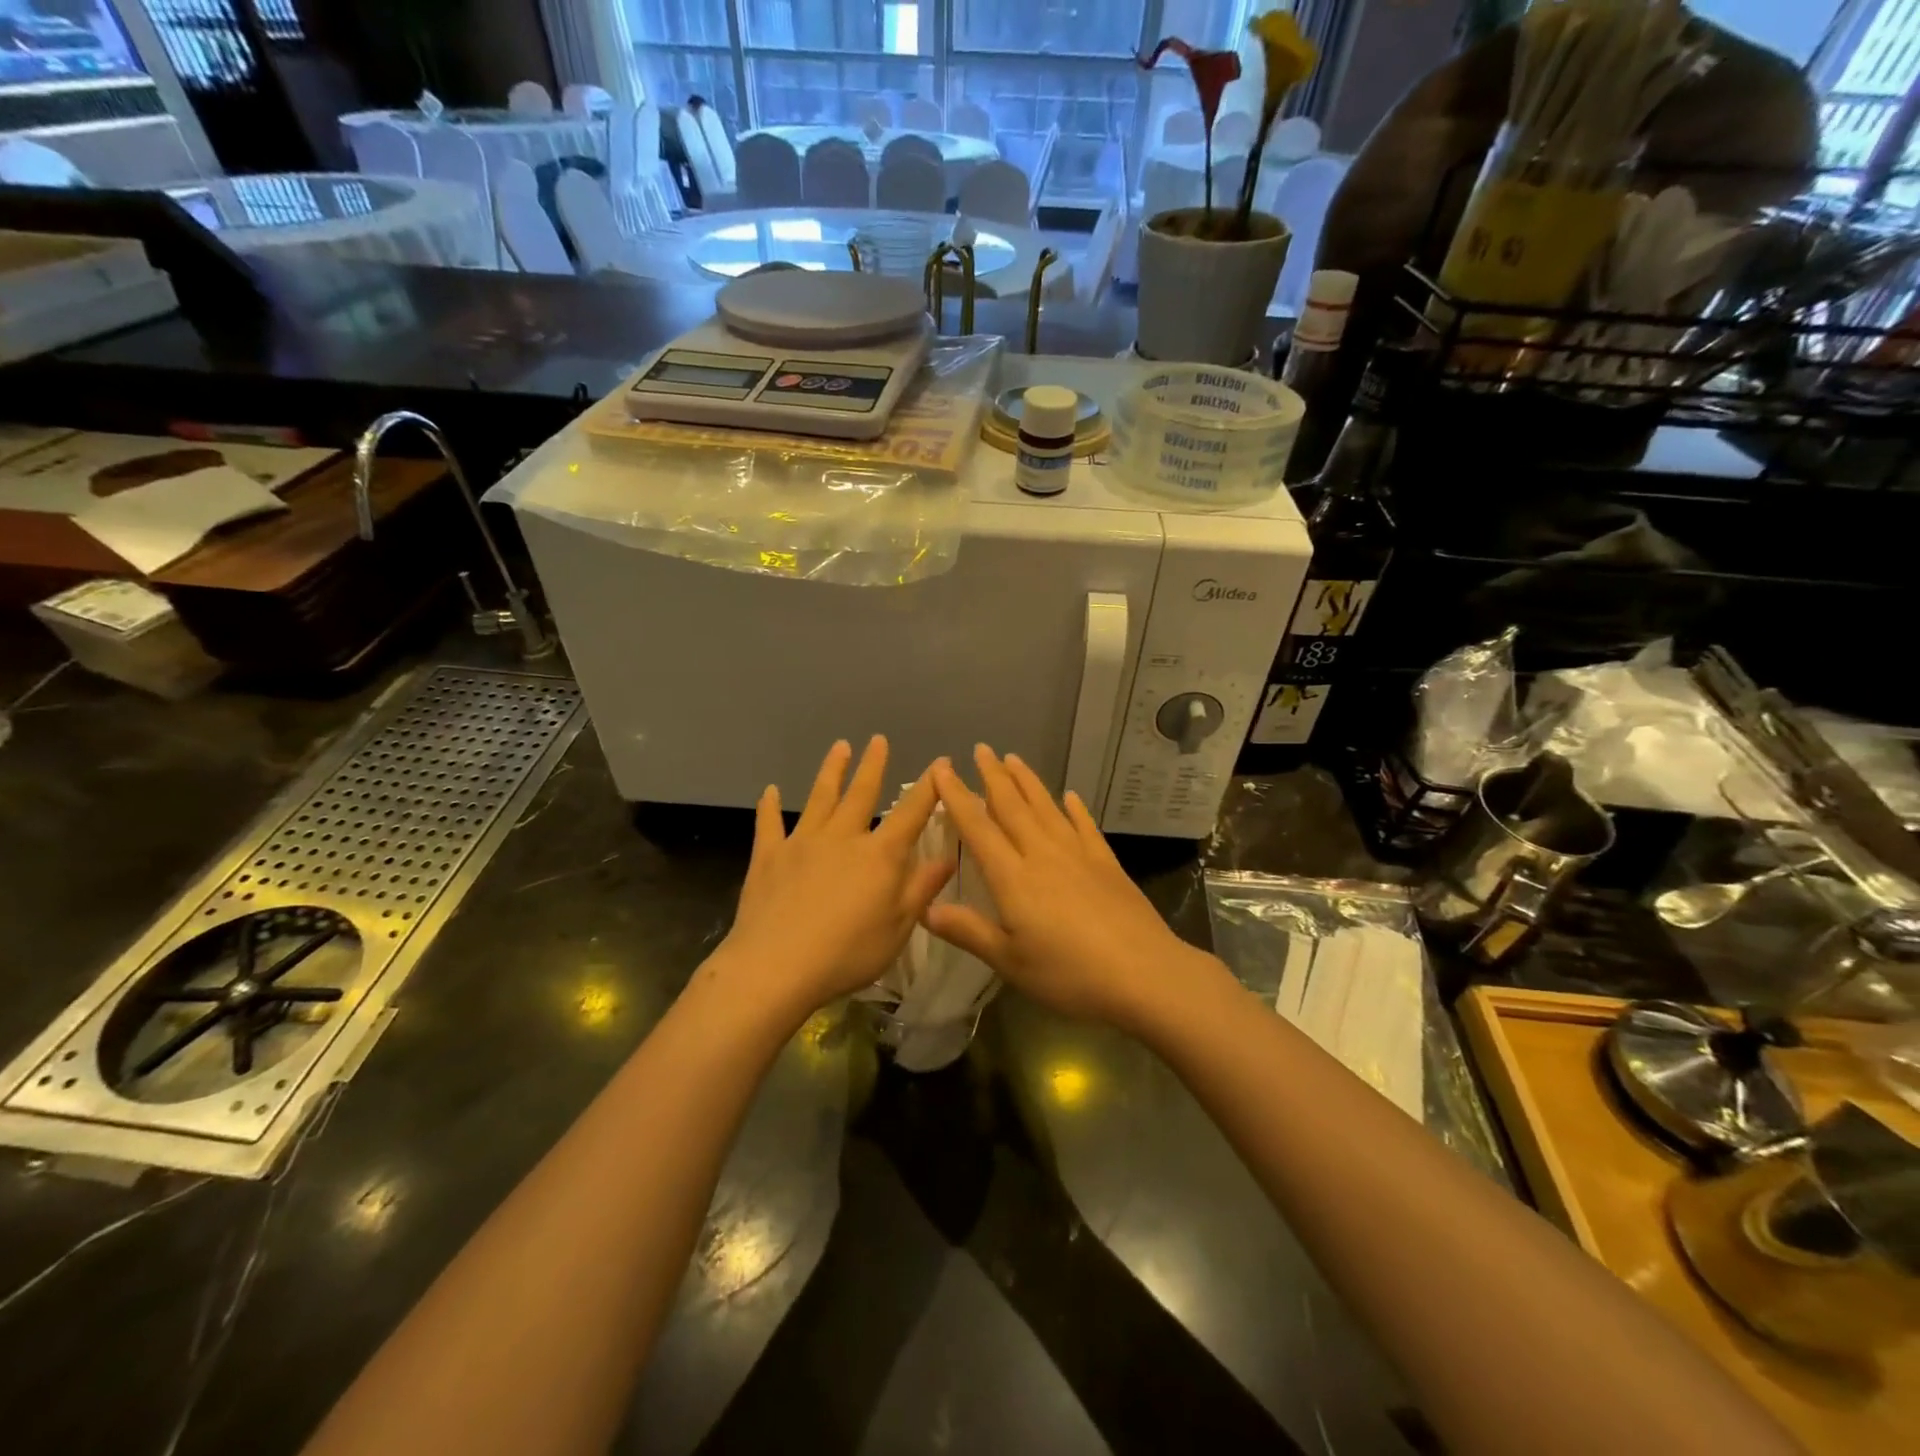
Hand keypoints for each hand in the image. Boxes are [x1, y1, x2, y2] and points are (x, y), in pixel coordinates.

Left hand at [721, 736, 953, 1016]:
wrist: (776, 966)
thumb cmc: (847, 953)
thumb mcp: (898, 928)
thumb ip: (922, 888)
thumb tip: (948, 856)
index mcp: (879, 855)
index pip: (911, 813)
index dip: (928, 787)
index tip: (940, 763)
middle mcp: (842, 837)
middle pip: (861, 794)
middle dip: (873, 765)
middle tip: (878, 739)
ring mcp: (802, 843)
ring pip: (819, 798)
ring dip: (831, 771)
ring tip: (839, 747)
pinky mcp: (769, 857)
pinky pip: (769, 824)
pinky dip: (770, 807)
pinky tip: (770, 791)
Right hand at [926, 745, 1222, 1031]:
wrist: (1144, 973)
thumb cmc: (1069, 973)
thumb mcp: (1010, 961)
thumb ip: (968, 931)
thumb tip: (925, 908)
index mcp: (1013, 877)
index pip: (978, 828)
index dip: (957, 797)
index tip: (942, 769)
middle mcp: (1042, 854)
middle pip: (1013, 807)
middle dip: (993, 776)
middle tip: (980, 749)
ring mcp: (1078, 855)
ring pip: (1046, 808)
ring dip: (1028, 782)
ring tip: (1014, 759)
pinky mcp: (1107, 863)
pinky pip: (1085, 826)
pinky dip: (1075, 809)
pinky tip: (1070, 796)